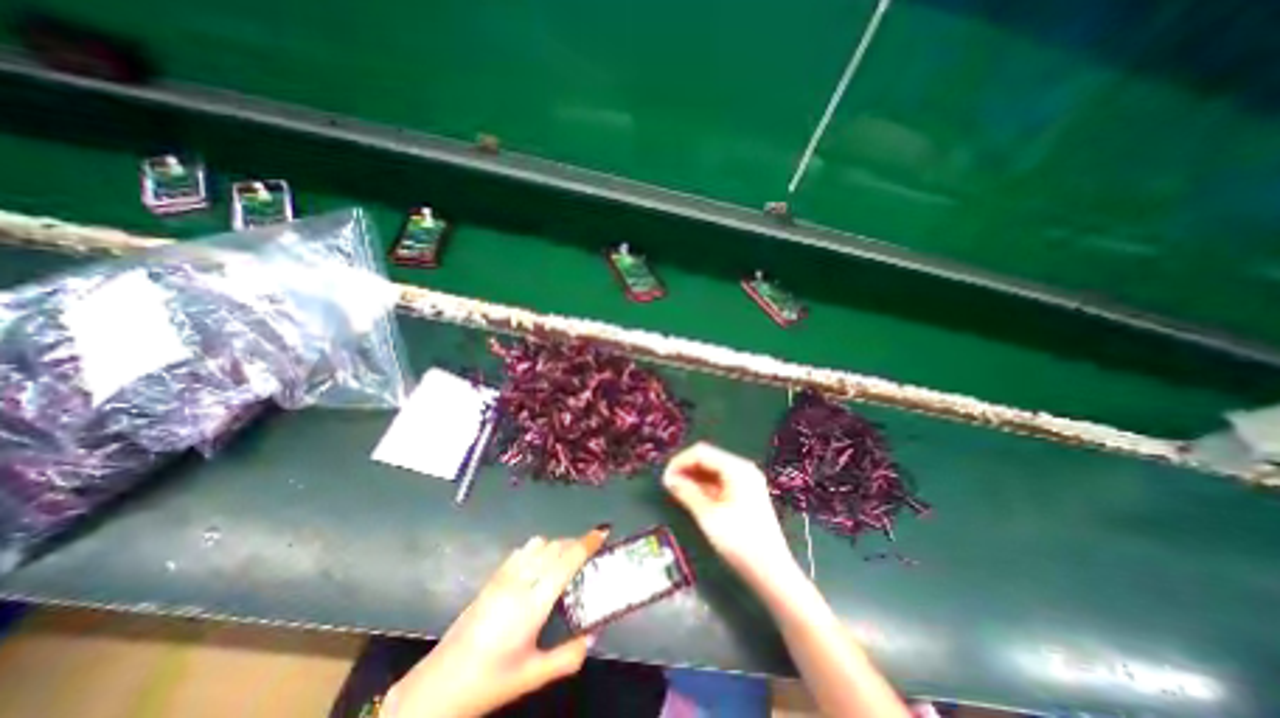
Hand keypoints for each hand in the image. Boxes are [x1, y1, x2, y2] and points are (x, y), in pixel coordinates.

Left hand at [384, 524, 608, 715]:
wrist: (438, 686)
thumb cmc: (489, 682)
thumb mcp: (532, 676)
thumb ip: (568, 657)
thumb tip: (593, 635)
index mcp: (533, 603)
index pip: (566, 560)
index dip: (587, 542)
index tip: (603, 532)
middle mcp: (520, 581)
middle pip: (555, 546)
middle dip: (576, 543)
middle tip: (589, 553)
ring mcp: (503, 576)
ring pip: (539, 544)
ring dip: (557, 545)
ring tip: (565, 560)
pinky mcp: (492, 578)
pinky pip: (522, 550)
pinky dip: (538, 549)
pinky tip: (539, 566)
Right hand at [666, 443, 798, 583]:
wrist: (772, 572)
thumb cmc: (740, 542)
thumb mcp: (708, 516)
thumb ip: (687, 492)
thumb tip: (668, 479)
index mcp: (736, 468)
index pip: (701, 452)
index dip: (680, 461)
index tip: (664, 477)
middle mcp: (743, 469)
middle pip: (708, 458)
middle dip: (686, 468)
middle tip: (668, 485)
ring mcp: (746, 481)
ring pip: (713, 469)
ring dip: (694, 477)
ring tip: (677, 491)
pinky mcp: (746, 493)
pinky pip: (721, 481)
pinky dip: (705, 486)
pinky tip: (692, 496)